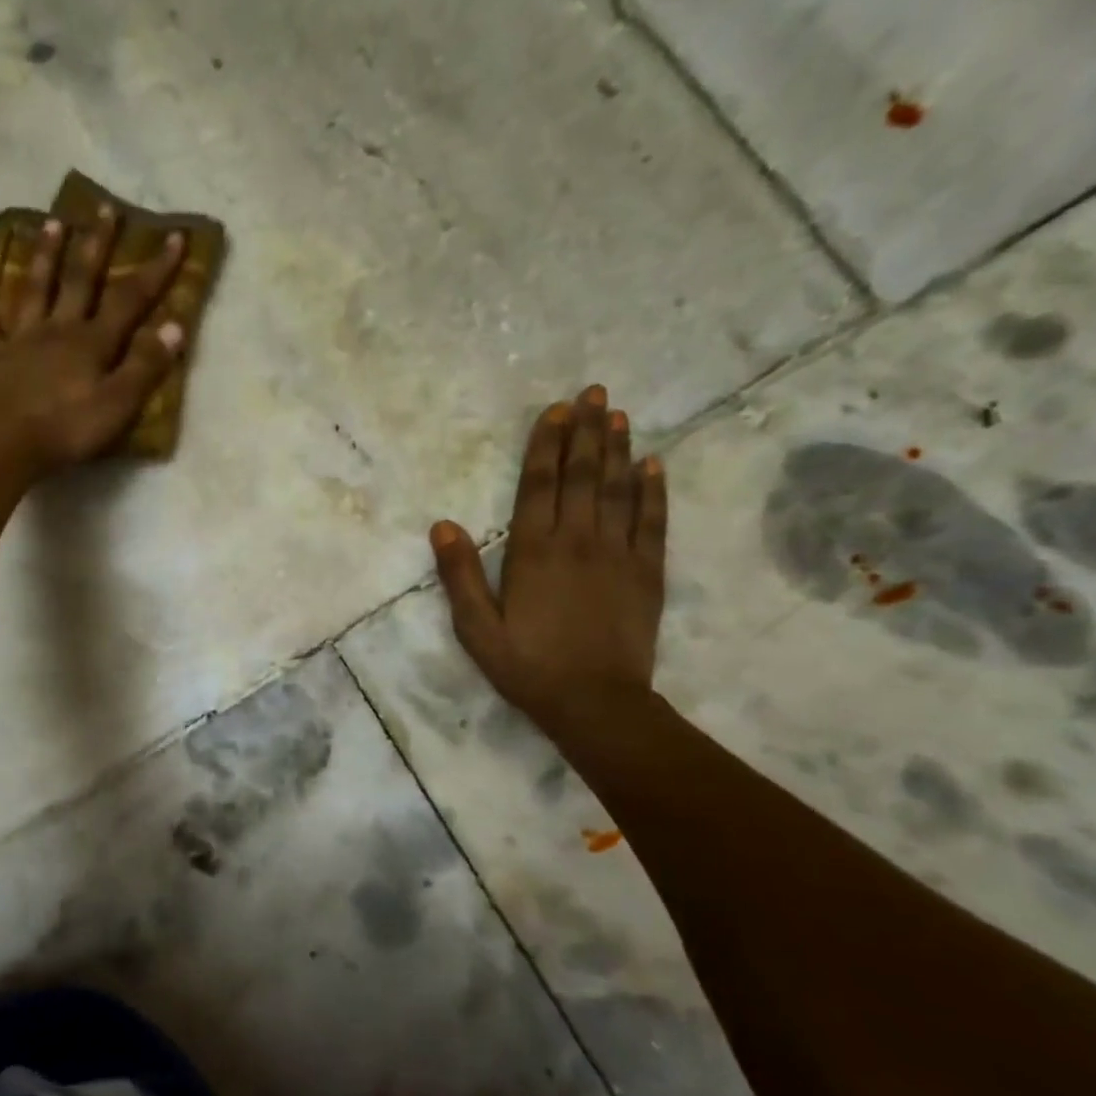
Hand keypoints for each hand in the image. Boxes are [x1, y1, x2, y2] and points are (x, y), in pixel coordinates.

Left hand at [0, 209, 187, 470]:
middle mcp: (58, 329)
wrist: (7, 446)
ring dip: (44, 255)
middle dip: (96, 243)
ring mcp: (20, 339)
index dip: (154, 269)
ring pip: (34, 288)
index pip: (130, 298)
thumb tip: (175, 326)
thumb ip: (146, 366)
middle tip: (104, 208)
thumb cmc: (68, 430)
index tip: (173, 236)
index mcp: (92, 341)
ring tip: (51, 222)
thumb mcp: (119, 404)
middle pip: (79, 279)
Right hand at [431, 383, 666, 725]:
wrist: (595, 702)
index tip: (554, 411)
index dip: (545, 446)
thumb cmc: (527, 665)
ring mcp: (618, 554)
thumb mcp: (476, 628)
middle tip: (592, 393)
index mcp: (534, 552)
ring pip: (619, 489)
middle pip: (582, 475)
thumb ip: (460, 576)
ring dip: (618, 449)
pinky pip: (652, 521)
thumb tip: (442, 526)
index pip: (539, 485)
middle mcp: (578, 540)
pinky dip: (653, 490)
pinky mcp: (647, 572)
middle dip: (585, 431)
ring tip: (618, 414)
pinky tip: (653, 464)